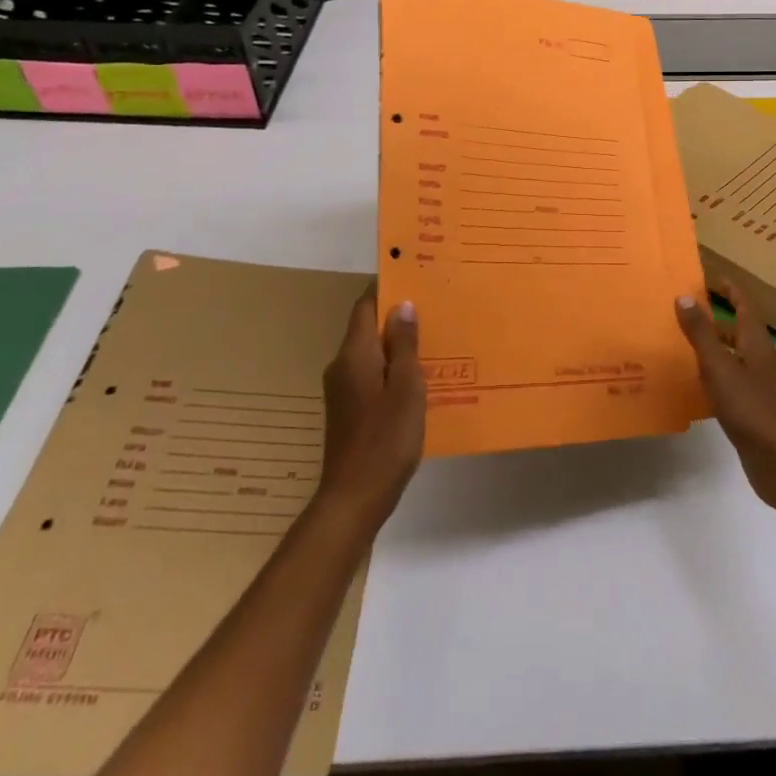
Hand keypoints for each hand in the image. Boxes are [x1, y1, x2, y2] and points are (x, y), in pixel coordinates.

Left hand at [317, 284, 425, 527]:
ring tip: (432, 339)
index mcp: (354, 354)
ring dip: (396, 344)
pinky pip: (370, 374)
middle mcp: (342, 366)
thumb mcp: (406, 387)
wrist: (354, 498)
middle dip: (396, 316)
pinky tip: (417, 378)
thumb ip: (405, 345)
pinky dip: (391, 368)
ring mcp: (342, 390)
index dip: (386, 288)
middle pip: (367, 328)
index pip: (365, 305)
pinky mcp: (347, 410)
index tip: (414, 277)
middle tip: (434, 307)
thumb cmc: (385, 439)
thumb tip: (402, 305)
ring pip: (370, 353)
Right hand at [675, 282, 775, 514]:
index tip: (710, 277)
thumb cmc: (752, 408)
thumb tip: (684, 296)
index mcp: (755, 343)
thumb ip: (701, 333)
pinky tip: (691, 383)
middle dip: (715, 317)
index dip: (730, 289)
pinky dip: (711, 375)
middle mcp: (758, 359)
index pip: (744, 305)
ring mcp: (756, 386)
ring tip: (680, 342)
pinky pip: (728, 382)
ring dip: (711, 346)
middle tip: (684, 309)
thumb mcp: (720, 367)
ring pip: (731, 356)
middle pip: (738, 330)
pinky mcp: (750, 409)